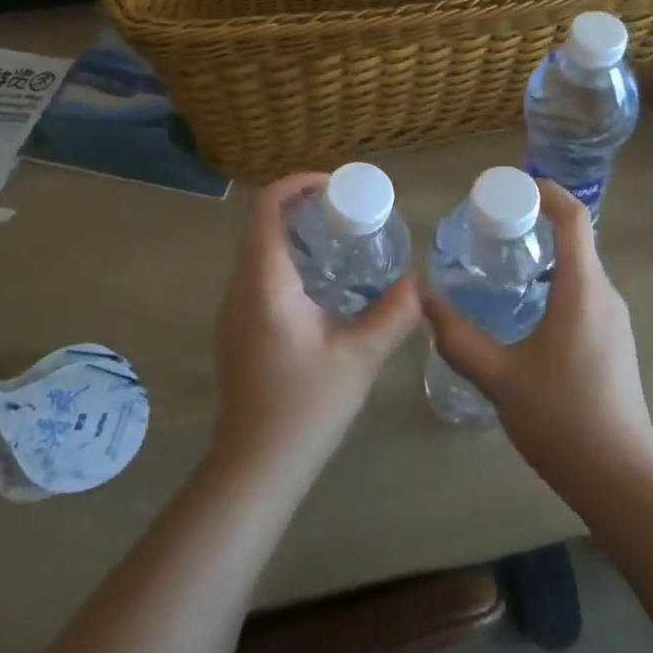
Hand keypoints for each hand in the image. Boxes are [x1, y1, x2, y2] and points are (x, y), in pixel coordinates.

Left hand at [210, 173, 421, 488]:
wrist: (255, 468)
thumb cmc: (305, 407)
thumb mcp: (360, 357)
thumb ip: (393, 313)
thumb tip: (418, 280)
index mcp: (265, 282)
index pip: (267, 208)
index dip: (296, 184)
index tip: (334, 185)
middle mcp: (240, 287)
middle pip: (261, 224)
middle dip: (300, 206)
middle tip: (345, 211)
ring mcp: (233, 310)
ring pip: (257, 250)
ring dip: (292, 233)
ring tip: (338, 239)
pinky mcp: (237, 329)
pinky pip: (257, 274)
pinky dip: (285, 259)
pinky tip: (321, 283)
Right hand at [421, 180, 652, 508]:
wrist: (622, 481)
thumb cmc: (562, 419)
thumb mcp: (500, 378)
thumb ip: (459, 338)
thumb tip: (424, 299)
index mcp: (583, 288)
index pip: (574, 217)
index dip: (546, 191)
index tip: (512, 186)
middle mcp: (605, 294)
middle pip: (576, 239)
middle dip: (536, 223)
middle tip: (491, 227)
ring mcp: (614, 320)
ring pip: (579, 269)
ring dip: (544, 257)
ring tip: (501, 265)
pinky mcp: (614, 343)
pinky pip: (583, 294)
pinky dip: (554, 284)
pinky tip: (524, 312)